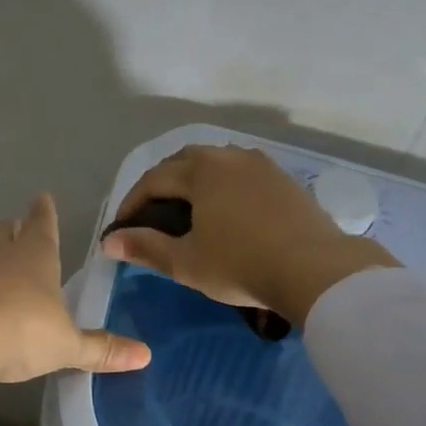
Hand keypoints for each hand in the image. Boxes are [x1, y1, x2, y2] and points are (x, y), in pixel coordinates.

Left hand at [0, 194, 151, 382]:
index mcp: (35, 258)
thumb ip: (101, 350)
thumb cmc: (23, 329)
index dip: (44, 214)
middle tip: (5, 224)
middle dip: (6, 228)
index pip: (42, 226)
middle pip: (1, 233)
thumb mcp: (67, 345)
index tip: (42, 198)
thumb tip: (146, 355)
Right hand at [100, 145, 398, 323]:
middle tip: (152, 214)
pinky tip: (226, 208)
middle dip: (162, 184)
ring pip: (216, 162)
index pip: (154, 179)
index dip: (133, 202)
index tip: (123, 227)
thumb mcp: (186, 262)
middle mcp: (228, 157)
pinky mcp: (283, 178)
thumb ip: (146, 248)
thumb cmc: (241, 265)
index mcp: (201, 171)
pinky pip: (241, 172)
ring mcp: (260, 164)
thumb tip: (110, 242)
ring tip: (188, 209)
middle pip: (184, 161)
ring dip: (194, 180)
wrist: (315, 269)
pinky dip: (223, 184)